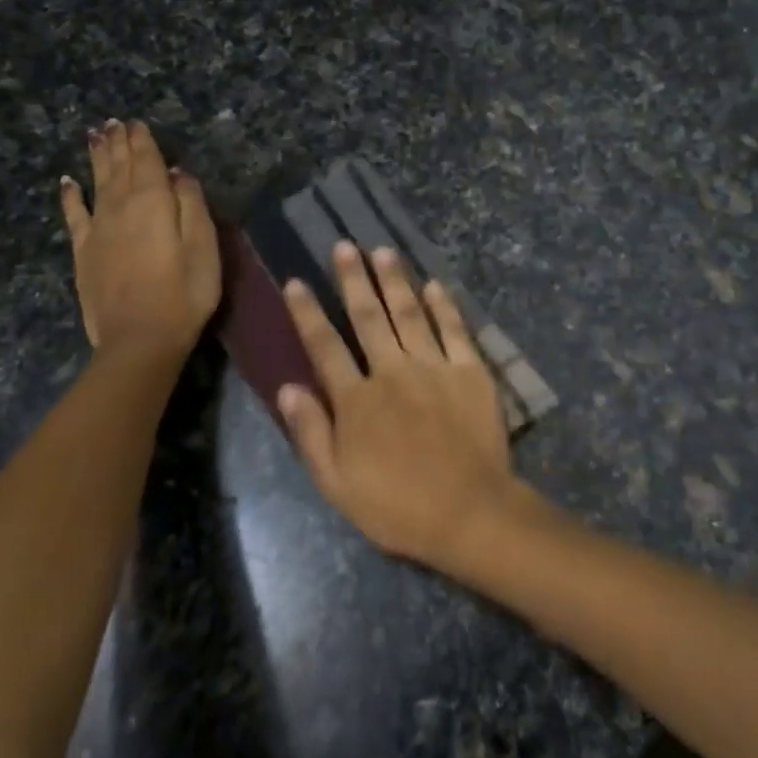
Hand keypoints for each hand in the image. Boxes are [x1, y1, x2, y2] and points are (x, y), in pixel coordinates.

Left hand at [59, 120, 219, 363]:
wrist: (140, 339)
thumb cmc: (185, 294)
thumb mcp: (204, 248)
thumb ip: (192, 206)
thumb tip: (178, 173)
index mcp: (153, 203)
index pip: (147, 162)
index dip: (143, 141)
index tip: (138, 122)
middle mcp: (120, 207)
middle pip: (119, 168)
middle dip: (119, 143)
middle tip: (114, 122)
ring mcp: (98, 229)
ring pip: (97, 183)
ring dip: (97, 158)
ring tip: (96, 136)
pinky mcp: (84, 252)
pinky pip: (74, 215)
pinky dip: (71, 195)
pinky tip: (67, 182)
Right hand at [278, 242, 540, 571]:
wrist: (468, 511)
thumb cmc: (396, 505)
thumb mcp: (337, 483)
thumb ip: (311, 432)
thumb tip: (287, 386)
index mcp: (357, 400)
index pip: (324, 346)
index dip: (308, 312)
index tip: (296, 282)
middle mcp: (392, 371)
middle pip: (368, 317)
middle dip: (353, 279)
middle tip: (344, 246)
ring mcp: (434, 367)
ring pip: (410, 313)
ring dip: (395, 281)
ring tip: (383, 252)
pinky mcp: (470, 372)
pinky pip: (455, 330)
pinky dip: (444, 305)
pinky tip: (434, 284)